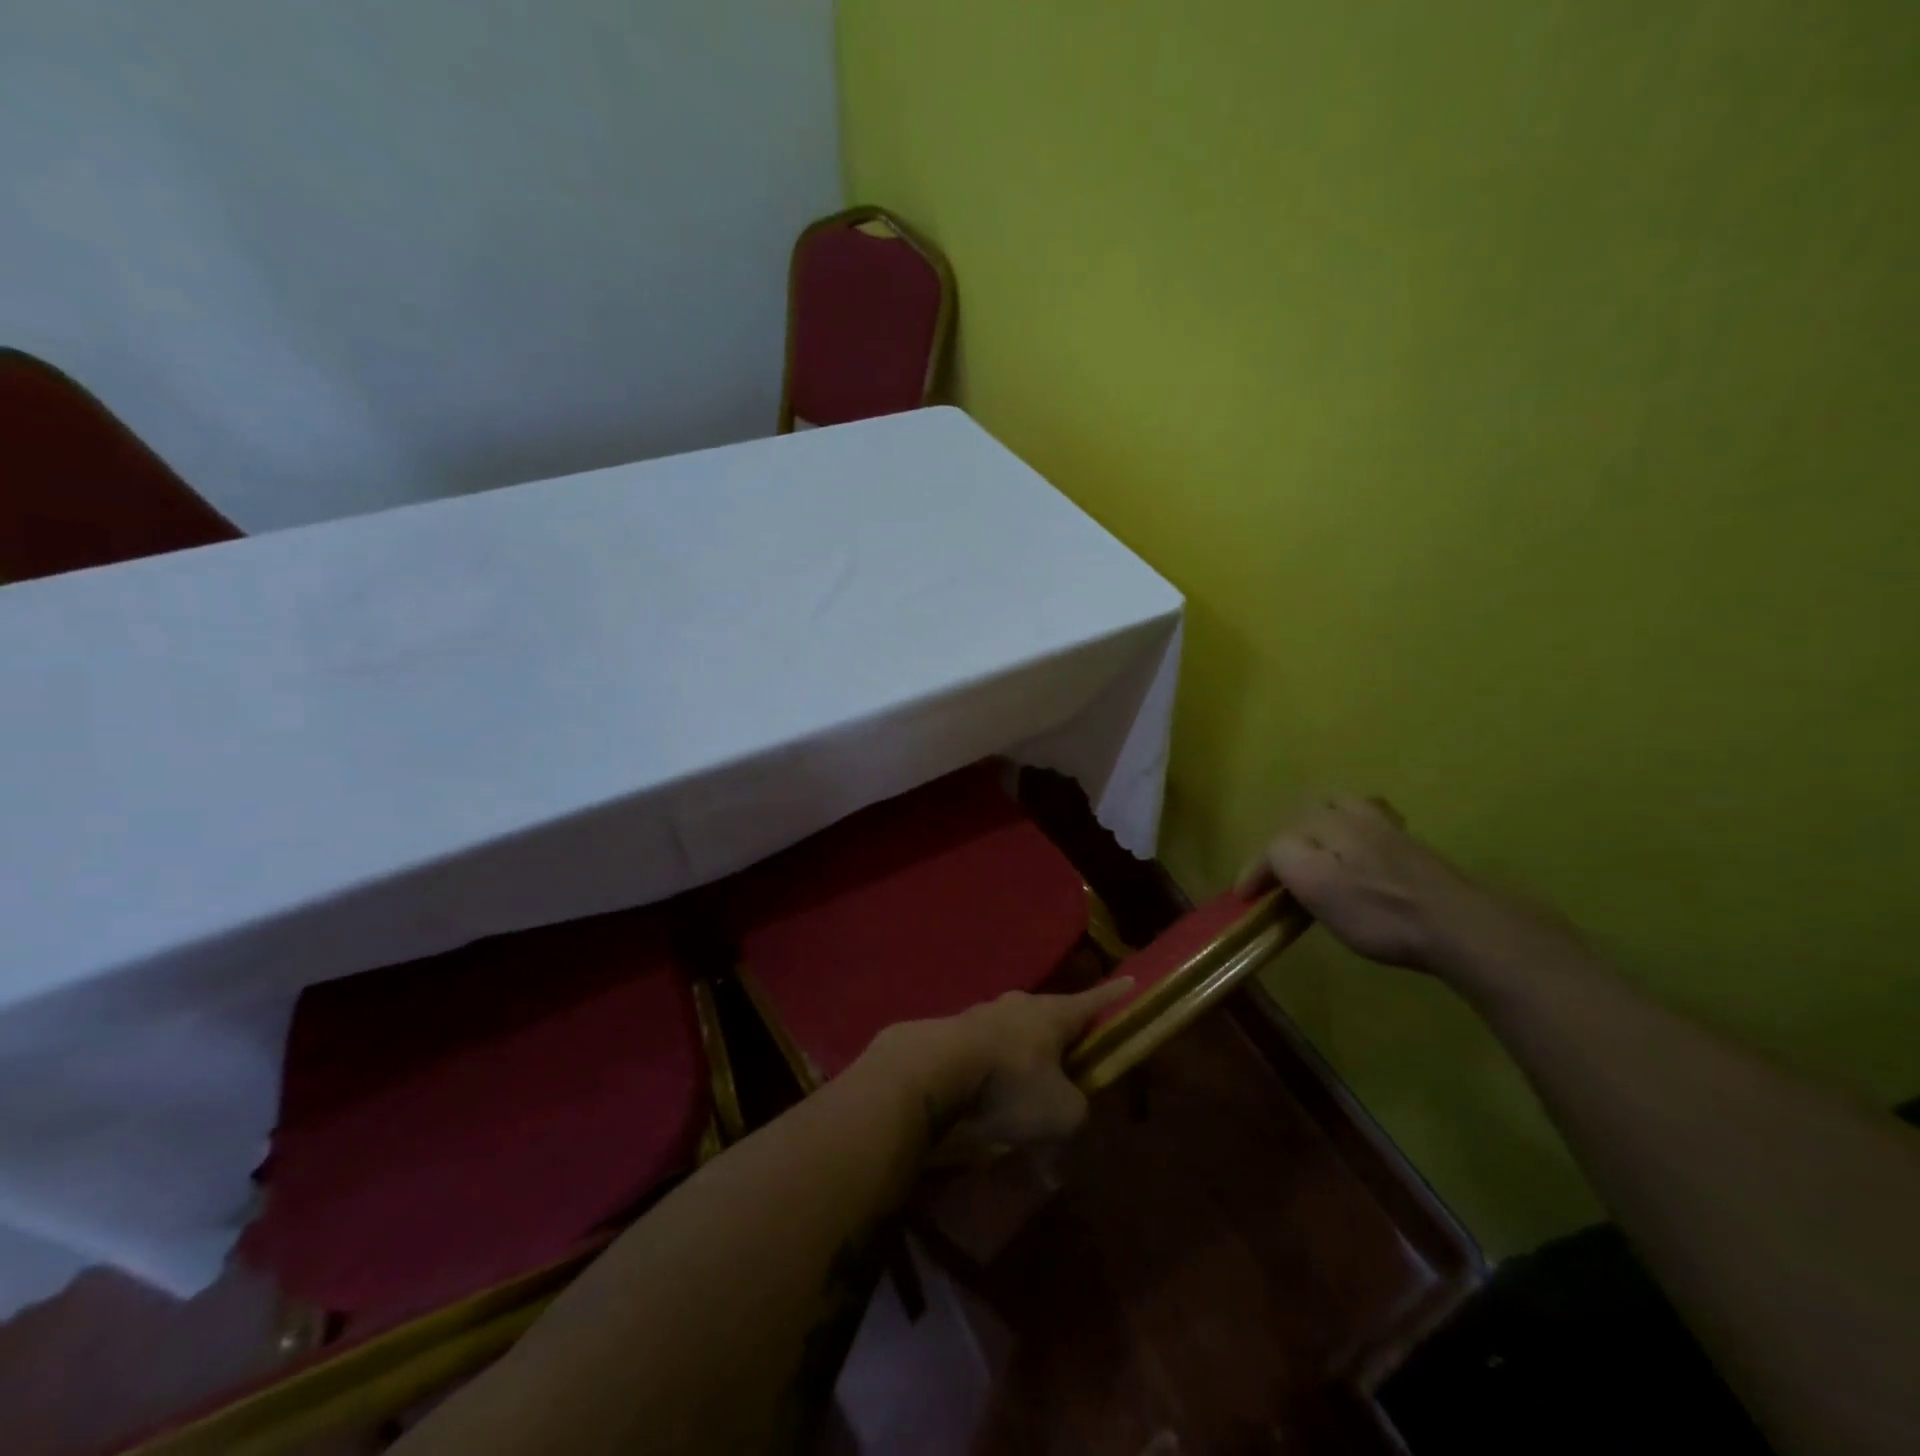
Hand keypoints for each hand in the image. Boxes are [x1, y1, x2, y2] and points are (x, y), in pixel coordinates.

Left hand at [864, 980, 1133, 1155]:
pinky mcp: (953, 1032)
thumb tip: (1068, 1143)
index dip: (1114, 996)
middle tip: (1073, 1055)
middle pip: (1051, 1016)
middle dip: (1062, 1035)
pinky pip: (985, 1051)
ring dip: (1023, 1058)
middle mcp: (1020, 1005)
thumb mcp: (1061, 1113)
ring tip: (1025, 1087)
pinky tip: (988, 1097)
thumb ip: (1076, 1120)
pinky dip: (992, 1071)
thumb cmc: (1010, 1083)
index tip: (1130, 981)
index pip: (1094, 1001)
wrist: (933, 1069)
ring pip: (1015, 1034)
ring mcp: (983, 1014)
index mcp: (1054, 1013)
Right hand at [1236, 795, 1563, 977]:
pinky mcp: (1412, 849)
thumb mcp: (1315, 884)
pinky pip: (1370, 826)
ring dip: (1321, 828)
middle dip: (1288, 835)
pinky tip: (1359, 855)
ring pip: (1343, 811)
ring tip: (1315, 853)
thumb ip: (1283, 856)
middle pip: (1310, 810)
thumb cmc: (1378, 910)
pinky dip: (1352, 834)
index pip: (1277, 840)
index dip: (1256, 868)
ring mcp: (1388, 829)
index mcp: (1326, 823)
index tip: (1244, 897)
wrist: (1459, 926)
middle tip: (1278, 868)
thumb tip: (1275, 851)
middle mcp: (1354, 815)